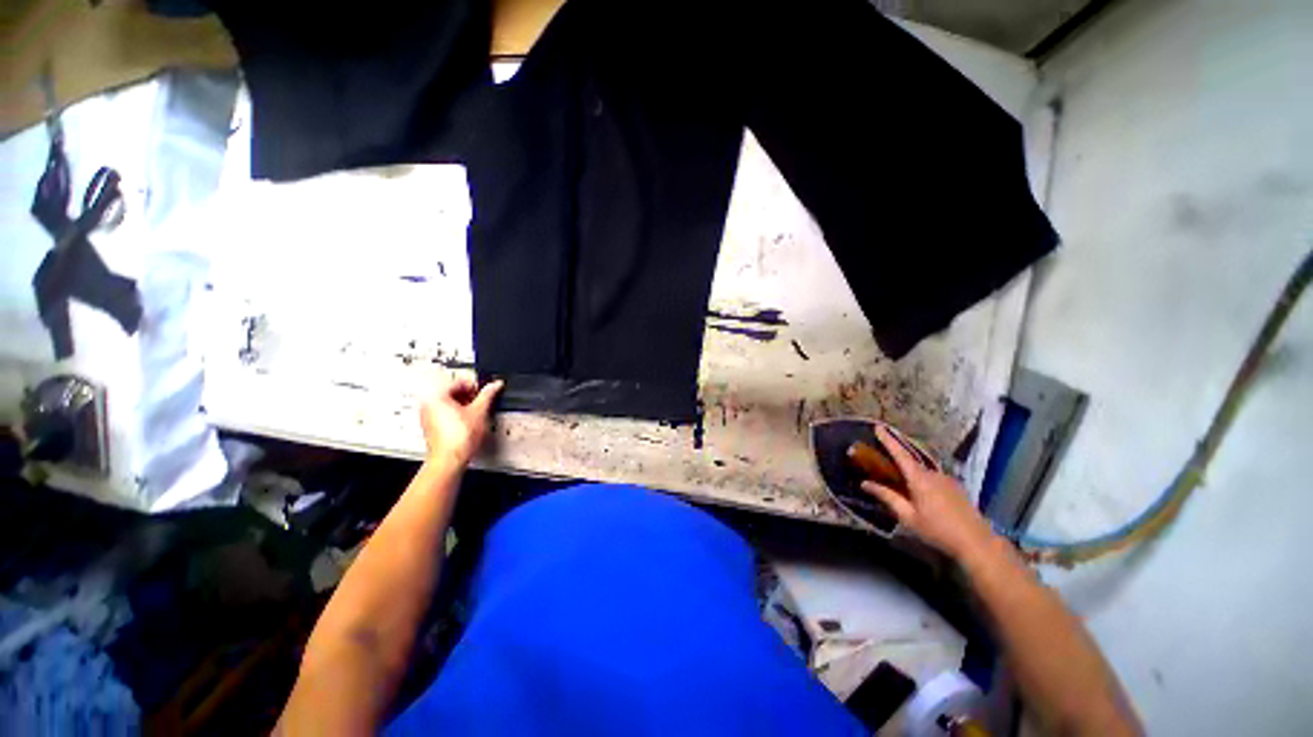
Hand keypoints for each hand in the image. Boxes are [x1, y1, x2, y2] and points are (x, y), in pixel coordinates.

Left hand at [419, 372, 502, 465]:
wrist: (449, 459)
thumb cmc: (458, 438)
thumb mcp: (480, 411)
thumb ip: (488, 394)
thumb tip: (495, 385)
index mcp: (436, 395)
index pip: (459, 381)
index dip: (475, 385)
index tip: (485, 391)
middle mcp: (428, 404)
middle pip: (452, 391)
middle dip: (469, 395)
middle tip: (481, 401)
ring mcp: (427, 416)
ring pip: (448, 402)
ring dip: (464, 404)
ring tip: (476, 412)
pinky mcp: (430, 426)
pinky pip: (444, 413)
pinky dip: (456, 413)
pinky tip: (468, 421)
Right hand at [859, 426, 996, 560]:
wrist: (977, 542)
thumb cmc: (938, 530)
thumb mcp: (908, 517)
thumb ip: (887, 497)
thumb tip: (865, 483)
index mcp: (919, 479)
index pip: (900, 454)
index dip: (888, 440)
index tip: (878, 427)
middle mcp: (933, 474)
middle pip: (911, 461)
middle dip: (896, 456)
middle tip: (882, 456)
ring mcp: (947, 479)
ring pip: (922, 470)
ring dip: (910, 471)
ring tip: (900, 480)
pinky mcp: (955, 487)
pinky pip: (932, 477)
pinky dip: (921, 479)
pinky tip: (920, 492)